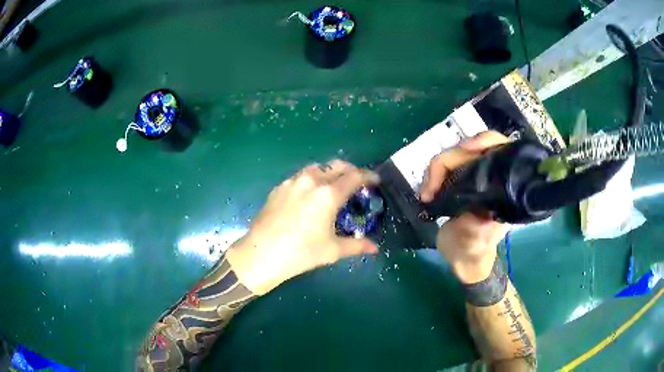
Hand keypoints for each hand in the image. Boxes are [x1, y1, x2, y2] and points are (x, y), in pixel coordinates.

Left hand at [226, 160, 379, 294]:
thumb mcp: (333, 250)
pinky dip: (312, 179)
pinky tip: (310, 195)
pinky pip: (301, 176)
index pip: (354, 176)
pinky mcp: (279, 187)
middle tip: (356, 182)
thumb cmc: (301, 253)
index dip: (368, 176)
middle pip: (336, 166)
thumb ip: (357, 245)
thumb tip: (375, 248)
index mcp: (328, 194)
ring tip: (333, 187)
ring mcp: (292, 182)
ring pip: (317, 168)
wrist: (262, 254)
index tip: (375, 180)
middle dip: (350, 170)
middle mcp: (311, 181)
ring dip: (330, 172)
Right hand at [420, 131, 510, 283]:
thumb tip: (481, 216)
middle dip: (449, 160)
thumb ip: (477, 232)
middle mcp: (493, 176)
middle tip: (431, 187)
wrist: (463, 259)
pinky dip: (434, 174)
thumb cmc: (473, 252)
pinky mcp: (460, 179)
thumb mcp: (475, 246)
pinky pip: (446, 165)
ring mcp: (475, 176)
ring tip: (426, 194)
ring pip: (456, 154)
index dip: (484, 141)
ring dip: (437, 169)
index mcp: (505, 188)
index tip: (464, 149)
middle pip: (473, 146)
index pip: (502, 149)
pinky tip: (428, 191)